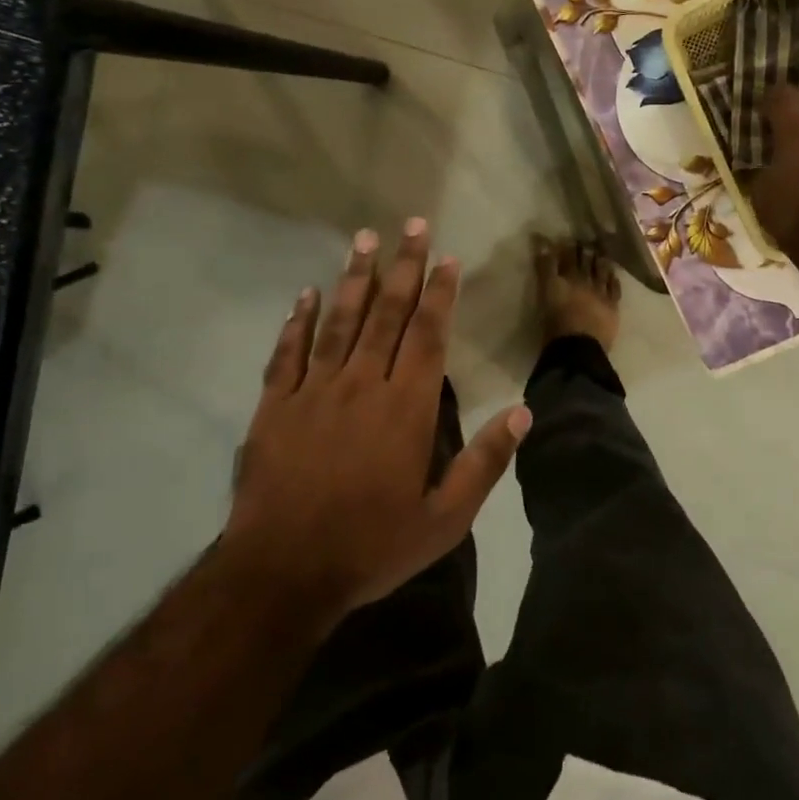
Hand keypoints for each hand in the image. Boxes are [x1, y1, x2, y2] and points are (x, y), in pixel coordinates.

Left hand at [224, 220, 529, 620]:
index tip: (446, 257)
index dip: (439, 293)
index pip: (427, 335)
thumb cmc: (371, 546)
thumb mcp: (444, 519)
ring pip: (339, 322)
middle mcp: (362, 386)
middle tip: (411, 224)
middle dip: (403, 266)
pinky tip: (307, 294)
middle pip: (386, 314)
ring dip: (354, 278)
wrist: (283, 574)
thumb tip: (523, 412)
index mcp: (405, 408)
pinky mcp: (274, 407)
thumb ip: (485, 462)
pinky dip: (298, 321)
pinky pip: (287, 353)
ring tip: (364, 239)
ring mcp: (313, 392)